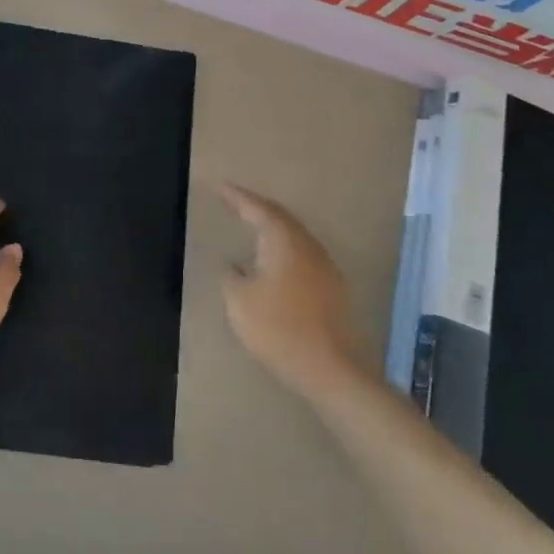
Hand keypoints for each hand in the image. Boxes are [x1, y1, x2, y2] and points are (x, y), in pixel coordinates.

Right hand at [220, 183, 366, 400]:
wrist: (330, 368)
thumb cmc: (278, 328)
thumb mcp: (239, 301)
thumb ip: (231, 275)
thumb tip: (233, 264)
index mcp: (283, 240)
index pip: (257, 208)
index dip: (237, 197)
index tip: (220, 186)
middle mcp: (307, 244)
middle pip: (280, 217)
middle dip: (256, 208)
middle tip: (235, 202)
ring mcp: (324, 265)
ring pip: (294, 236)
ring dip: (272, 229)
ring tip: (252, 227)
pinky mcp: (332, 287)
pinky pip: (302, 255)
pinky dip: (283, 250)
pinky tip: (274, 262)